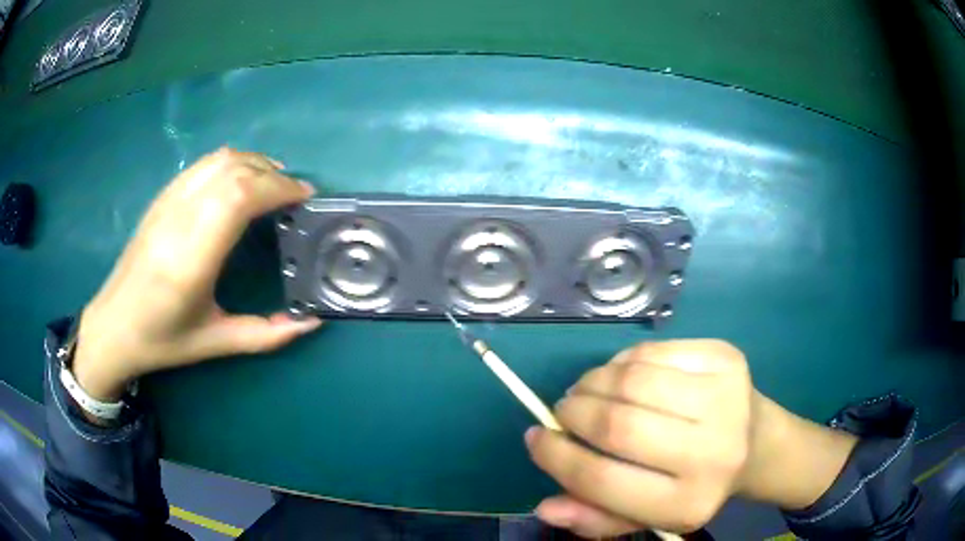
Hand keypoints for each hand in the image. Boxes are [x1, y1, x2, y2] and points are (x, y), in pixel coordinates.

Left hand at [73, 148, 321, 400]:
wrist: (112, 325)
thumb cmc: (162, 339)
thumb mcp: (215, 343)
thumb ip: (265, 334)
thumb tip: (311, 322)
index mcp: (190, 259)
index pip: (238, 197)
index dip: (277, 188)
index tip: (304, 198)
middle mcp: (178, 221)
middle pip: (233, 170)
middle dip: (273, 174)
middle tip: (296, 194)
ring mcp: (166, 204)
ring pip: (218, 160)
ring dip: (253, 162)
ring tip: (274, 181)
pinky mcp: (161, 199)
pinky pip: (202, 164)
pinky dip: (231, 162)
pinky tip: (241, 180)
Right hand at [525, 340, 753, 536]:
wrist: (757, 443)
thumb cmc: (695, 485)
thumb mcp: (648, 516)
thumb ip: (597, 519)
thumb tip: (546, 507)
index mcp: (688, 503)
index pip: (603, 480)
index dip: (557, 457)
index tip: (536, 439)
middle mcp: (711, 452)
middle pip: (617, 425)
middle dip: (573, 413)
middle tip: (561, 411)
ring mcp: (723, 397)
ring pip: (632, 380)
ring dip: (593, 382)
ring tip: (585, 391)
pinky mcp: (725, 358)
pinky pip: (653, 351)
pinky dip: (622, 361)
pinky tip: (621, 375)